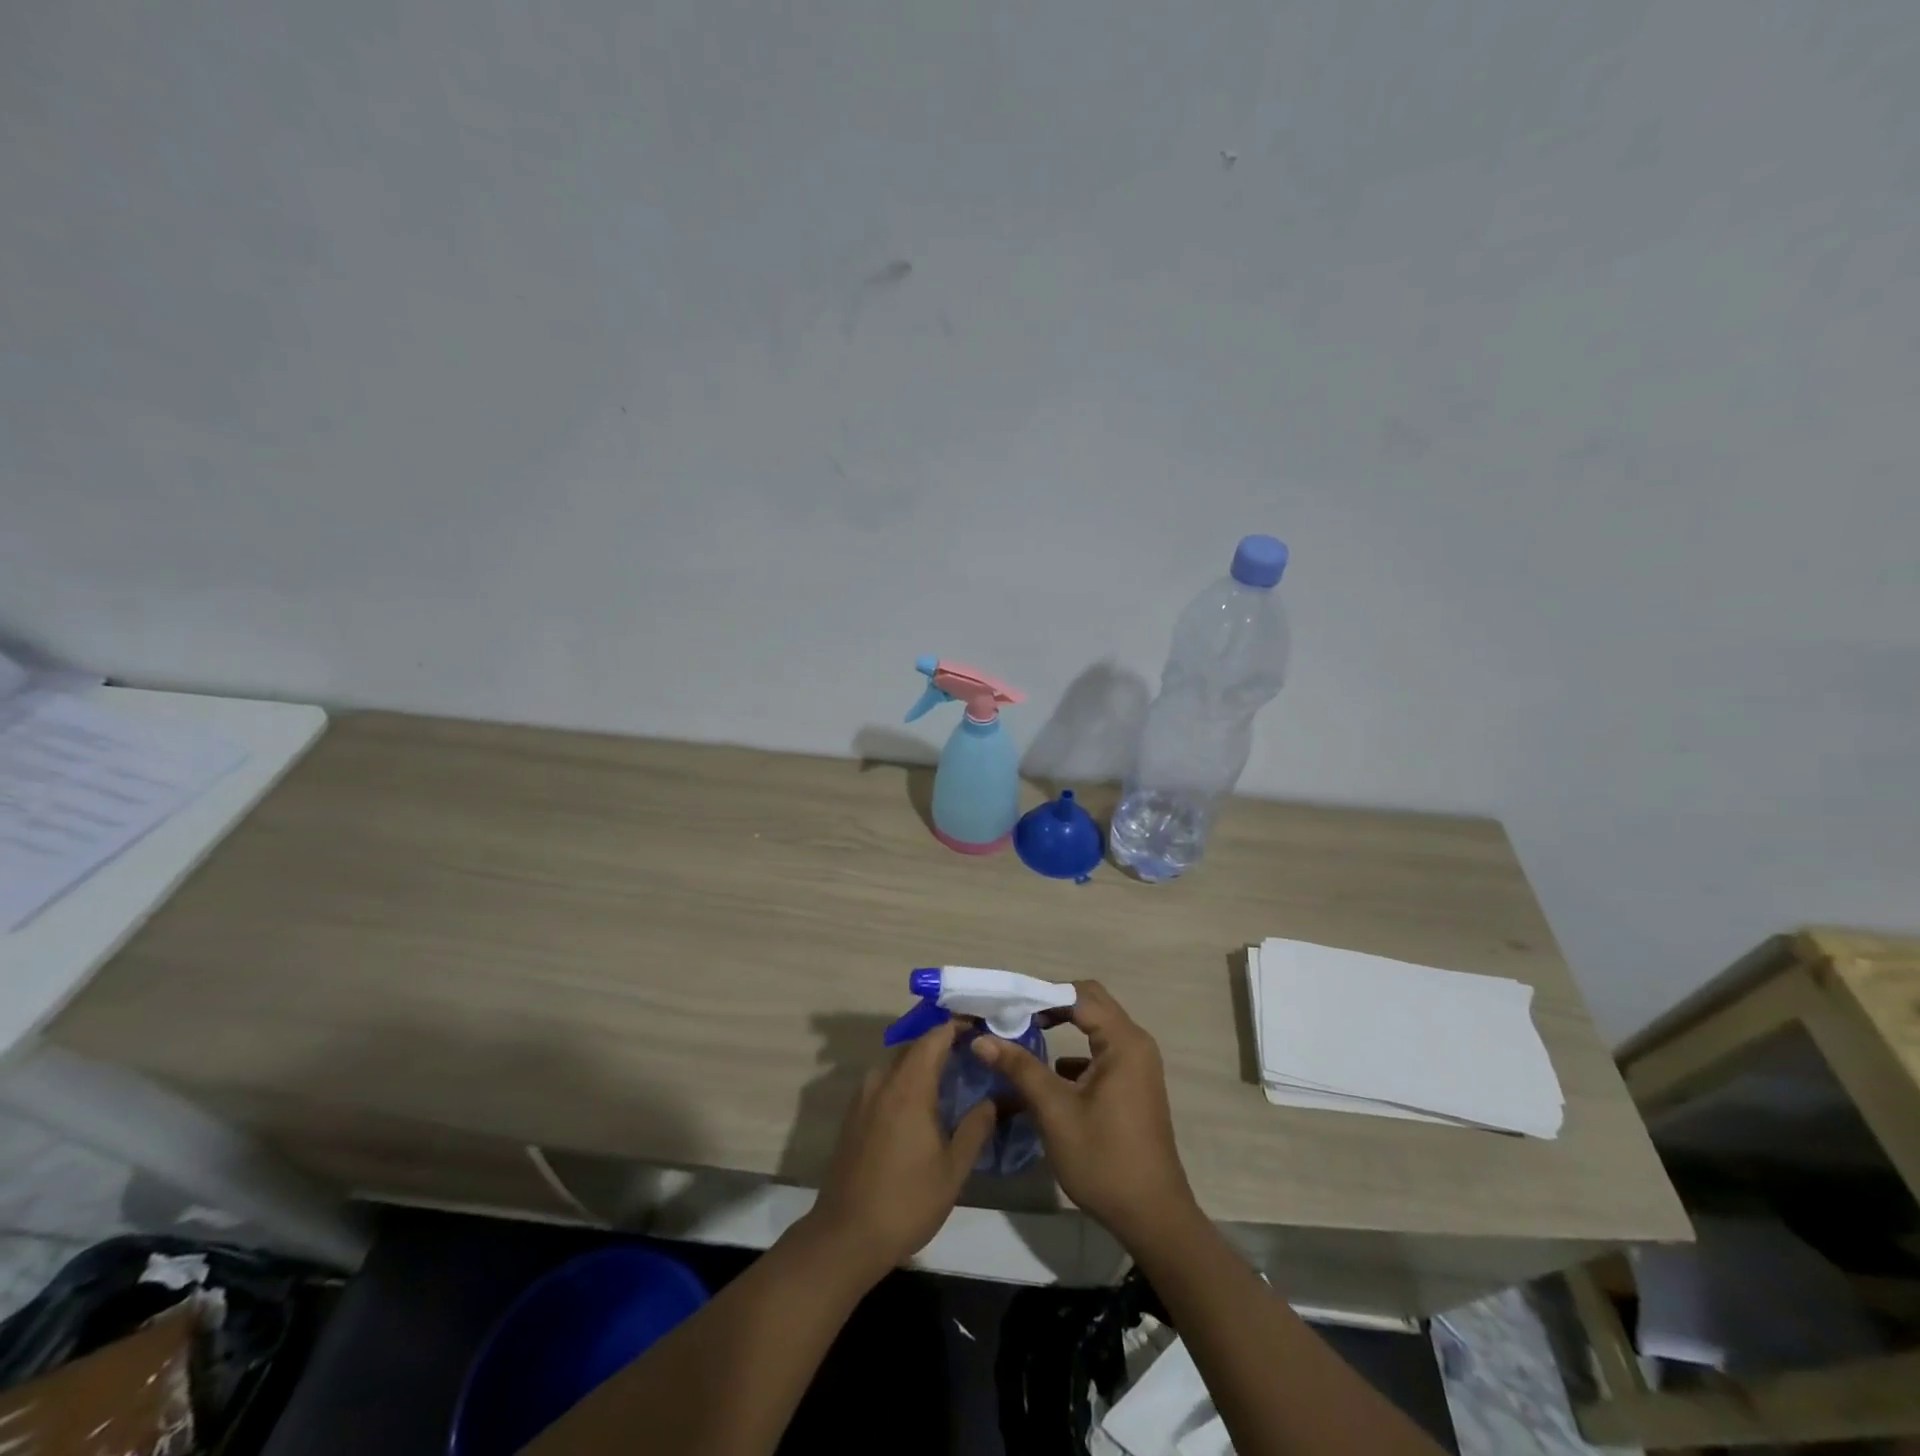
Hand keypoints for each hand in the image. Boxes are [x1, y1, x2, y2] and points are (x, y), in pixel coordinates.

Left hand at [804, 1019, 994, 1278]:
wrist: (846, 1236)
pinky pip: (884, 1083)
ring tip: (950, 1080)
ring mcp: (863, 1097)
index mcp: (909, 1086)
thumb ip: (976, 1127)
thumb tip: (993, 1100)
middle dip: (942, 1045)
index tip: (981, 1029)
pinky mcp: (853, 1115)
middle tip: (972, 1056)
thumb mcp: (953, 1169)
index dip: (957, 1027)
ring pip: (897, 1065)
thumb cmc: (906, 1201)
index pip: (935, 1037)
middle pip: (915, 1047)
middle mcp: (882, 1081)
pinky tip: (920, 1106)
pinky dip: (905, 1082)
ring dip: (922, 1064)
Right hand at [974, 980, 1196, 1243]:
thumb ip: (1020, 1068)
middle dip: (1052, 1004)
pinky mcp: (1134, 1084)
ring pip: (1097, 1026)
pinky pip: (1102, 1051)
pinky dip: (1075, 1052)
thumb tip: (981, 1038)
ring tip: (1025, 1036)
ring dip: (1064, 1025)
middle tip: (1015, 1016)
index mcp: (1123, 1041)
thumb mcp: (1055, 1111)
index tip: (1007, 1005)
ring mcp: (1138, 1065)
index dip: (1041, 995)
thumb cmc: (1103, 1159)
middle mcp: (1135, 1043)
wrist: (1152, 1216)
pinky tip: (1050, 1075)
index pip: (1079, 995)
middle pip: (1090, 1003)